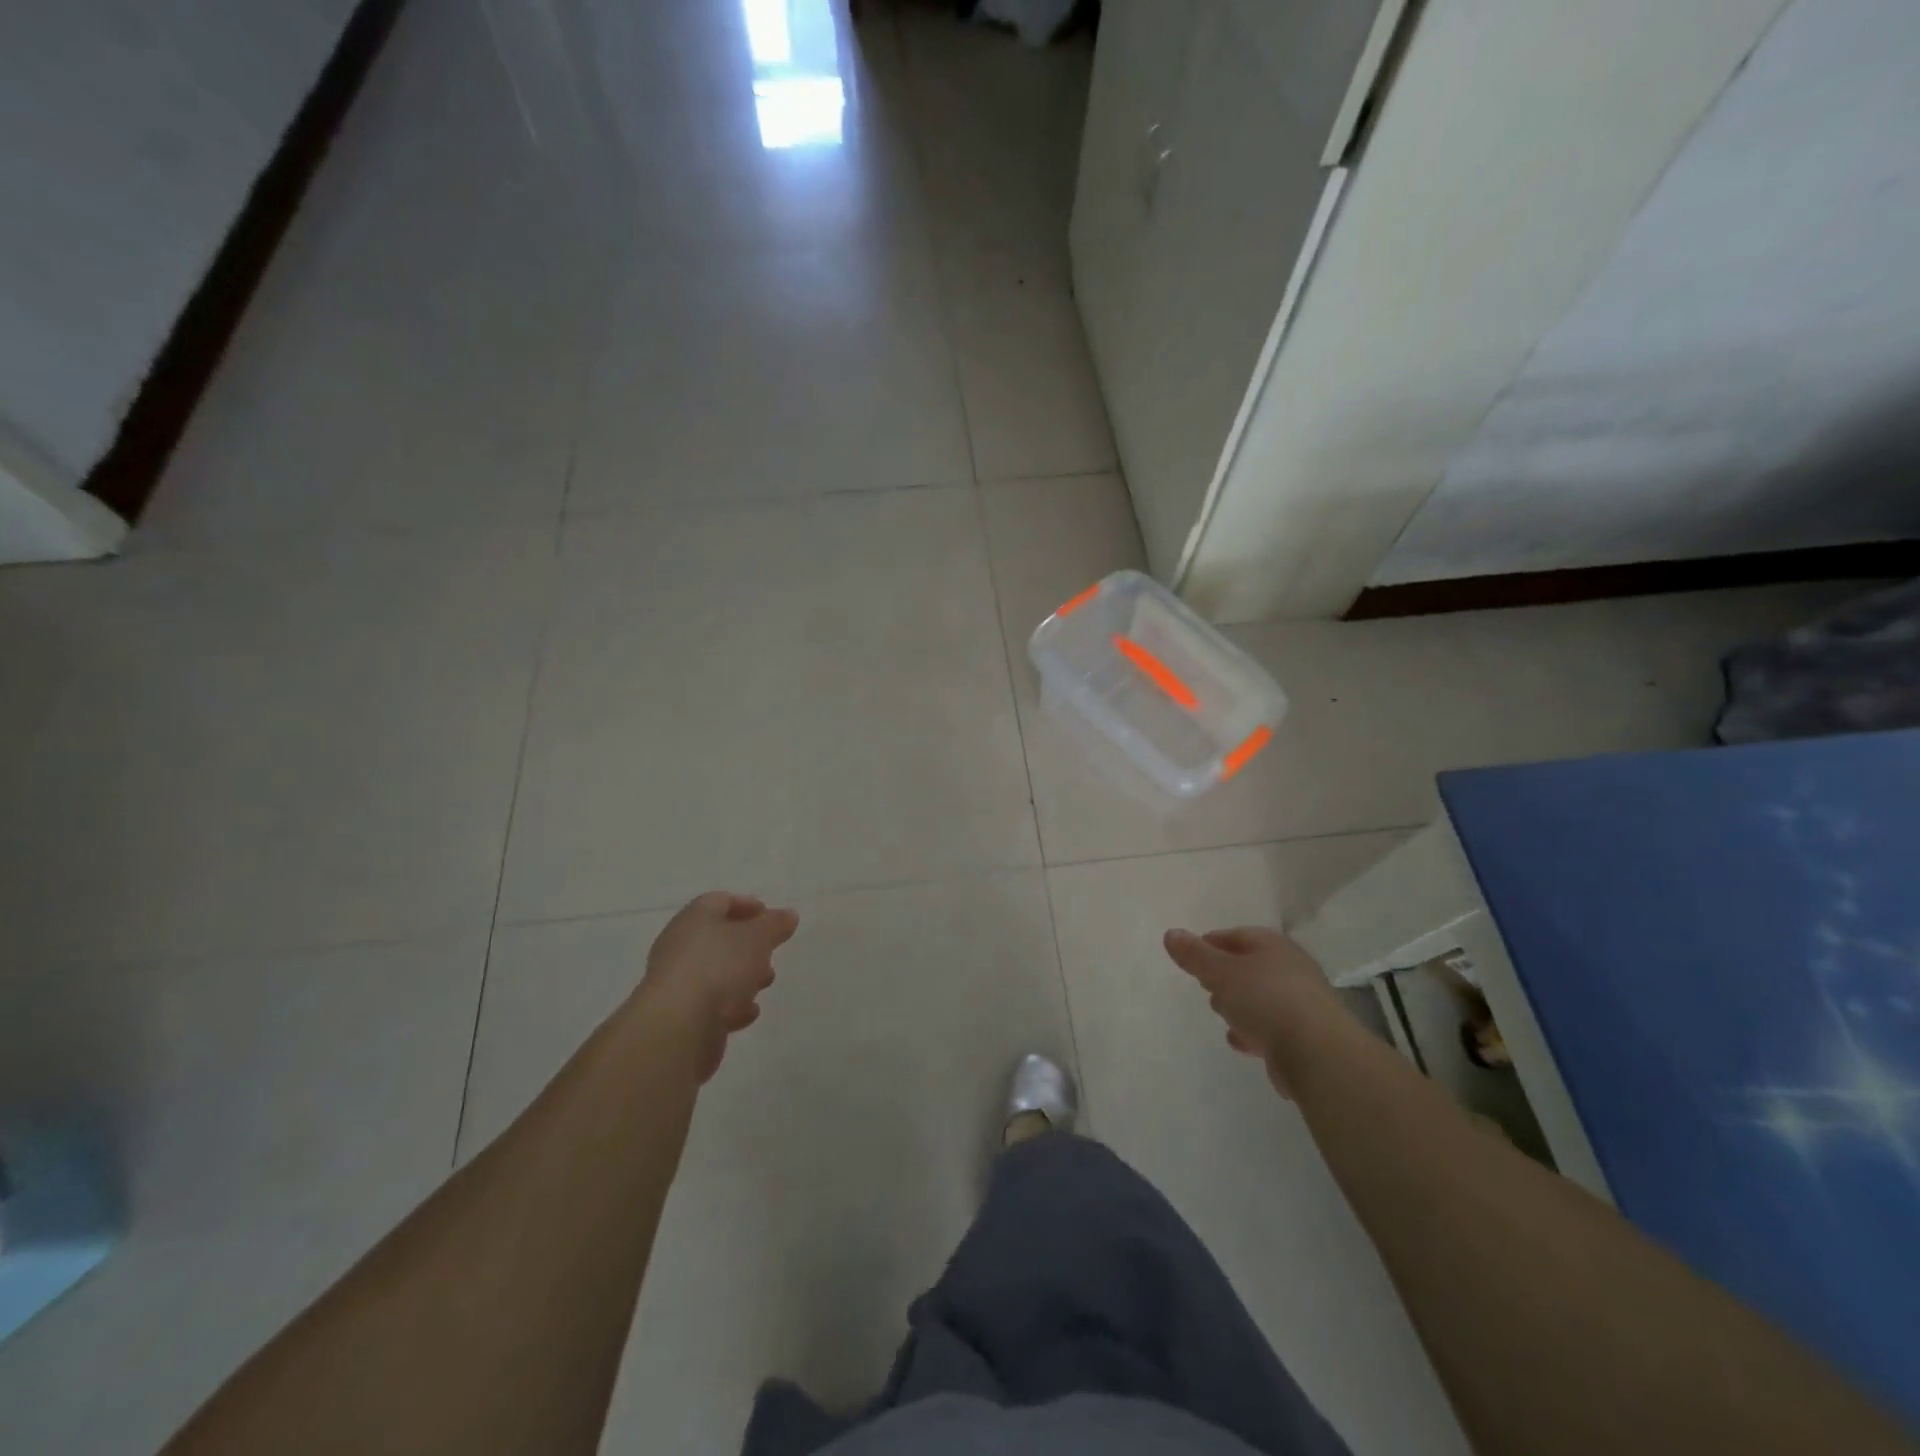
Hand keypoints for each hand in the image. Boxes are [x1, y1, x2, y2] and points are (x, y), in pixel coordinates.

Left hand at [640, 891, 799, 1081]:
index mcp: (695, 918)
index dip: (746, 905)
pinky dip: (731, 1005)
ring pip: (716, 972)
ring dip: (743, 976)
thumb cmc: (719, 967)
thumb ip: (774, 924)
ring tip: (765, 984)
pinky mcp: (681, 1015)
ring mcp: (679, 982)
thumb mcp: (757, 937)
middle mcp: (681, 946)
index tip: (769, 916)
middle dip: (749, 945)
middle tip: (771, 952)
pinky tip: (747, 1014)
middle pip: (719, 938)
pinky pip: (711, 1003)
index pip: (719, 901)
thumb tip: (788, 914)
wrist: (678, 1027)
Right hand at [1162, 926, 1339, 1097]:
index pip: (1238, 935)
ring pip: (1262, 998)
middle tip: (1204, 984)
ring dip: (1240, 1004)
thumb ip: (1195, 955)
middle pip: (1251, 966)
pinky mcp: (1305, 1037)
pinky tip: (1241, 1042)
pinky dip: (1254, 1030)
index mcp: (1273, 947)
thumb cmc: (1265, 1000)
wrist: (1318, 1055)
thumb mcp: (1221, 973)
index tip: (1190, 955)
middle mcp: (1291, 970)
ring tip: (1221, 1014)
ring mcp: (1301, 1005)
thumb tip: (1171, 933)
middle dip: (1225, 975)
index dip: (1211, 943)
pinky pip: (1272, 1027)